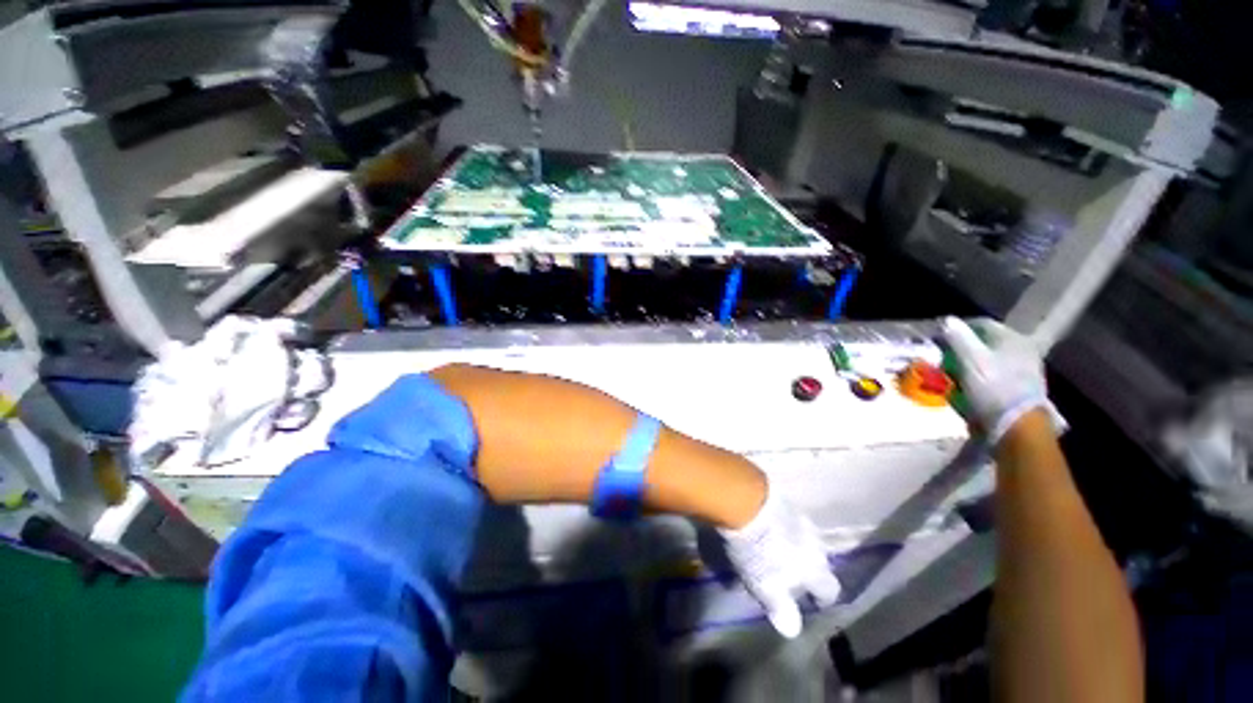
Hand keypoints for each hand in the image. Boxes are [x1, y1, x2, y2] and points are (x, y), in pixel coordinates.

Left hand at [718, 488, 841, 637]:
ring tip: (776, 547)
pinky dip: (782, 524)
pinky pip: (788, 517)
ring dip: (794, 544)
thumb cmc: (757, 549)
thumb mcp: (765, 585)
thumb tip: (792, 630)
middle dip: (807, 567)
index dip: (822, 597)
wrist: (745, 500)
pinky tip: (767, 524)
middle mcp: (815, 542)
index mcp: (815, 567)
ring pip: (804, 537)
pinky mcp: (783, 498)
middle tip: (789, 573)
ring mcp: (799, 516)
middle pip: (819, 560)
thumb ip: (781, 608)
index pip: (830, 589)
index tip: (813, 601)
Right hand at [941, 317, 1062, 444]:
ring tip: (950, 373)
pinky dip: (977, 377)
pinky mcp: (1020, 387)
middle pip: (984, 343)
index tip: (938, 337)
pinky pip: (993, 375)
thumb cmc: (993, 387)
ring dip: (968, 364)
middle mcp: (1022, 349)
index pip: (981, 324)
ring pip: (988, 359)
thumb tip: (948, 320)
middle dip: (961, 349)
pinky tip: (965, 387)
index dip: (957, 328)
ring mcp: (1024, 369)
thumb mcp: (970, 359)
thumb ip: (958, 337)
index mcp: (1012, 338)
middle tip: (941, 357)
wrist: (1017, 426)